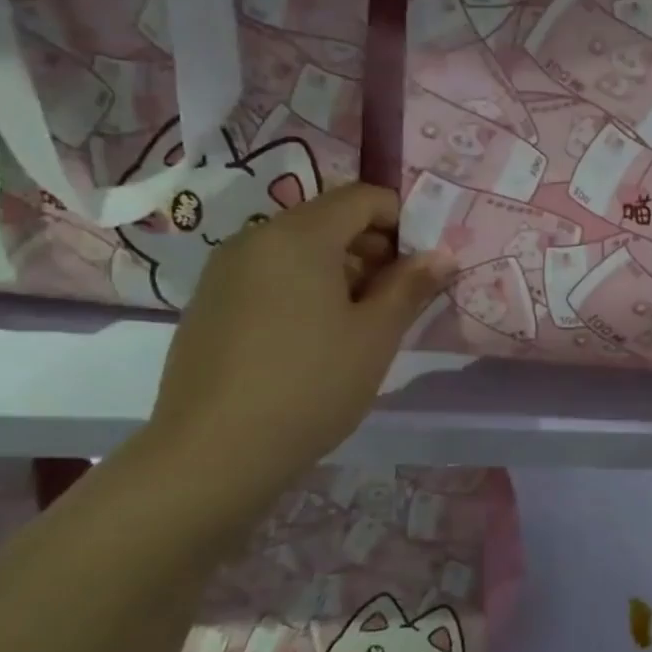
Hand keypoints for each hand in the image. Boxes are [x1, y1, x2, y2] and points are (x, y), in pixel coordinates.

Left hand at [147, 184, 454, 496]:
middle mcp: (256, 238)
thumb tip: (442, 254)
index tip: (420, 266)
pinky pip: (269, 274)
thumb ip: (411, 285)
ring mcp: (224, 271)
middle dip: (373, 248)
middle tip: (397, 298)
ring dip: (340, 270)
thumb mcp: (376, 334)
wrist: (212, 454)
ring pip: (298, 248)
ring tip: (358, 323)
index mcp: (299, 235)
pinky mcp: (209, 303)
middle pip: (329, 219)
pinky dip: (303, 288)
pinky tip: (313, 339)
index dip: (402, 221)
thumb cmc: (311, 384)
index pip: (362, 197)